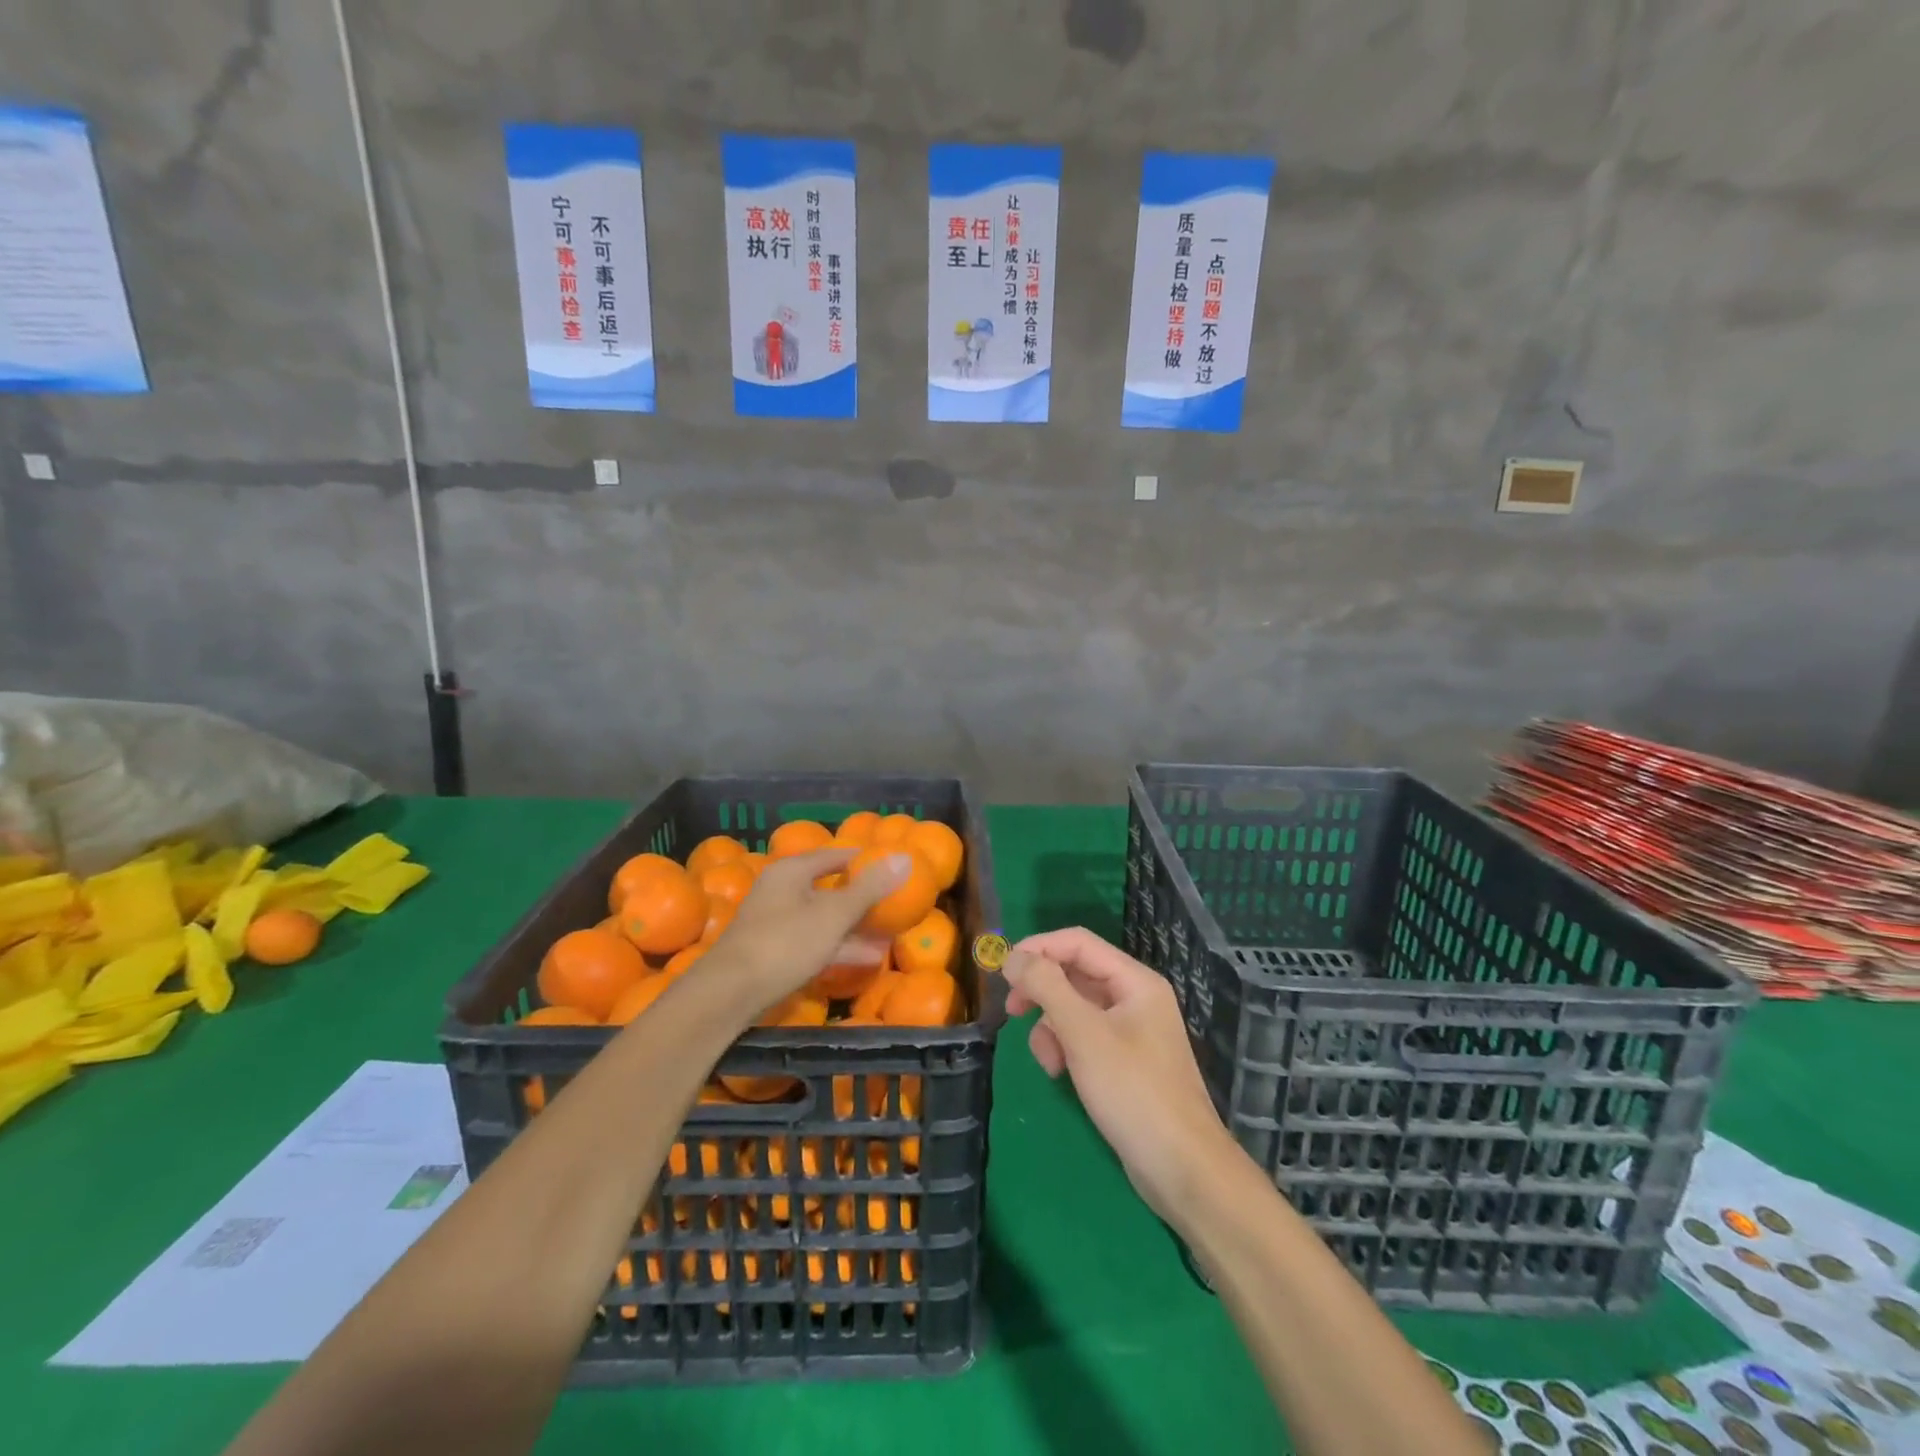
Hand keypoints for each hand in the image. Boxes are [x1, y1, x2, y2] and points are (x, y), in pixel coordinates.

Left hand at [707, 848, 907, 1014]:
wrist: (729, 994)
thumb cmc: (785, 943)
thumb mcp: (834, 914)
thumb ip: (869, 888)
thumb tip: (904, 857)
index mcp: (792, 872)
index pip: (834, 855)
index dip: (863, 860)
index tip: (891, 867)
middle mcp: (781, 890)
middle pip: (828, 887)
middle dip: (861, 898)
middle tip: (894, 903)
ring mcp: (775, 923)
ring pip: (822, 918)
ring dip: (854, 927)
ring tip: (889, 936)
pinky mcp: (773, 952)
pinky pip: (814, 941)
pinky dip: (839, 946)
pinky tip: (867, 959)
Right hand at [1006, 927, 1237, 1221]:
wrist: (1182, 1169)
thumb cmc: (1133, 1091)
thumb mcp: (1083, 1034)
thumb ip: (1047, 987)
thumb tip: (1013, 956)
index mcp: (1134, 981)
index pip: (1077, 942)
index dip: (1038, 948)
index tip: (1003, 970)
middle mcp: (1135, 997)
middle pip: (1075, 974)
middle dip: (1042, 992)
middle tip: (1012, 1011)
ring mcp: (1131, 1031)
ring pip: (1075, 1008)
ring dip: (1051, 1027)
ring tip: (1048, 1060)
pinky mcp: (1124, 1061)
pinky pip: (1084, 1037)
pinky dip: (1066, 1048)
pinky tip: (1060, 1073)